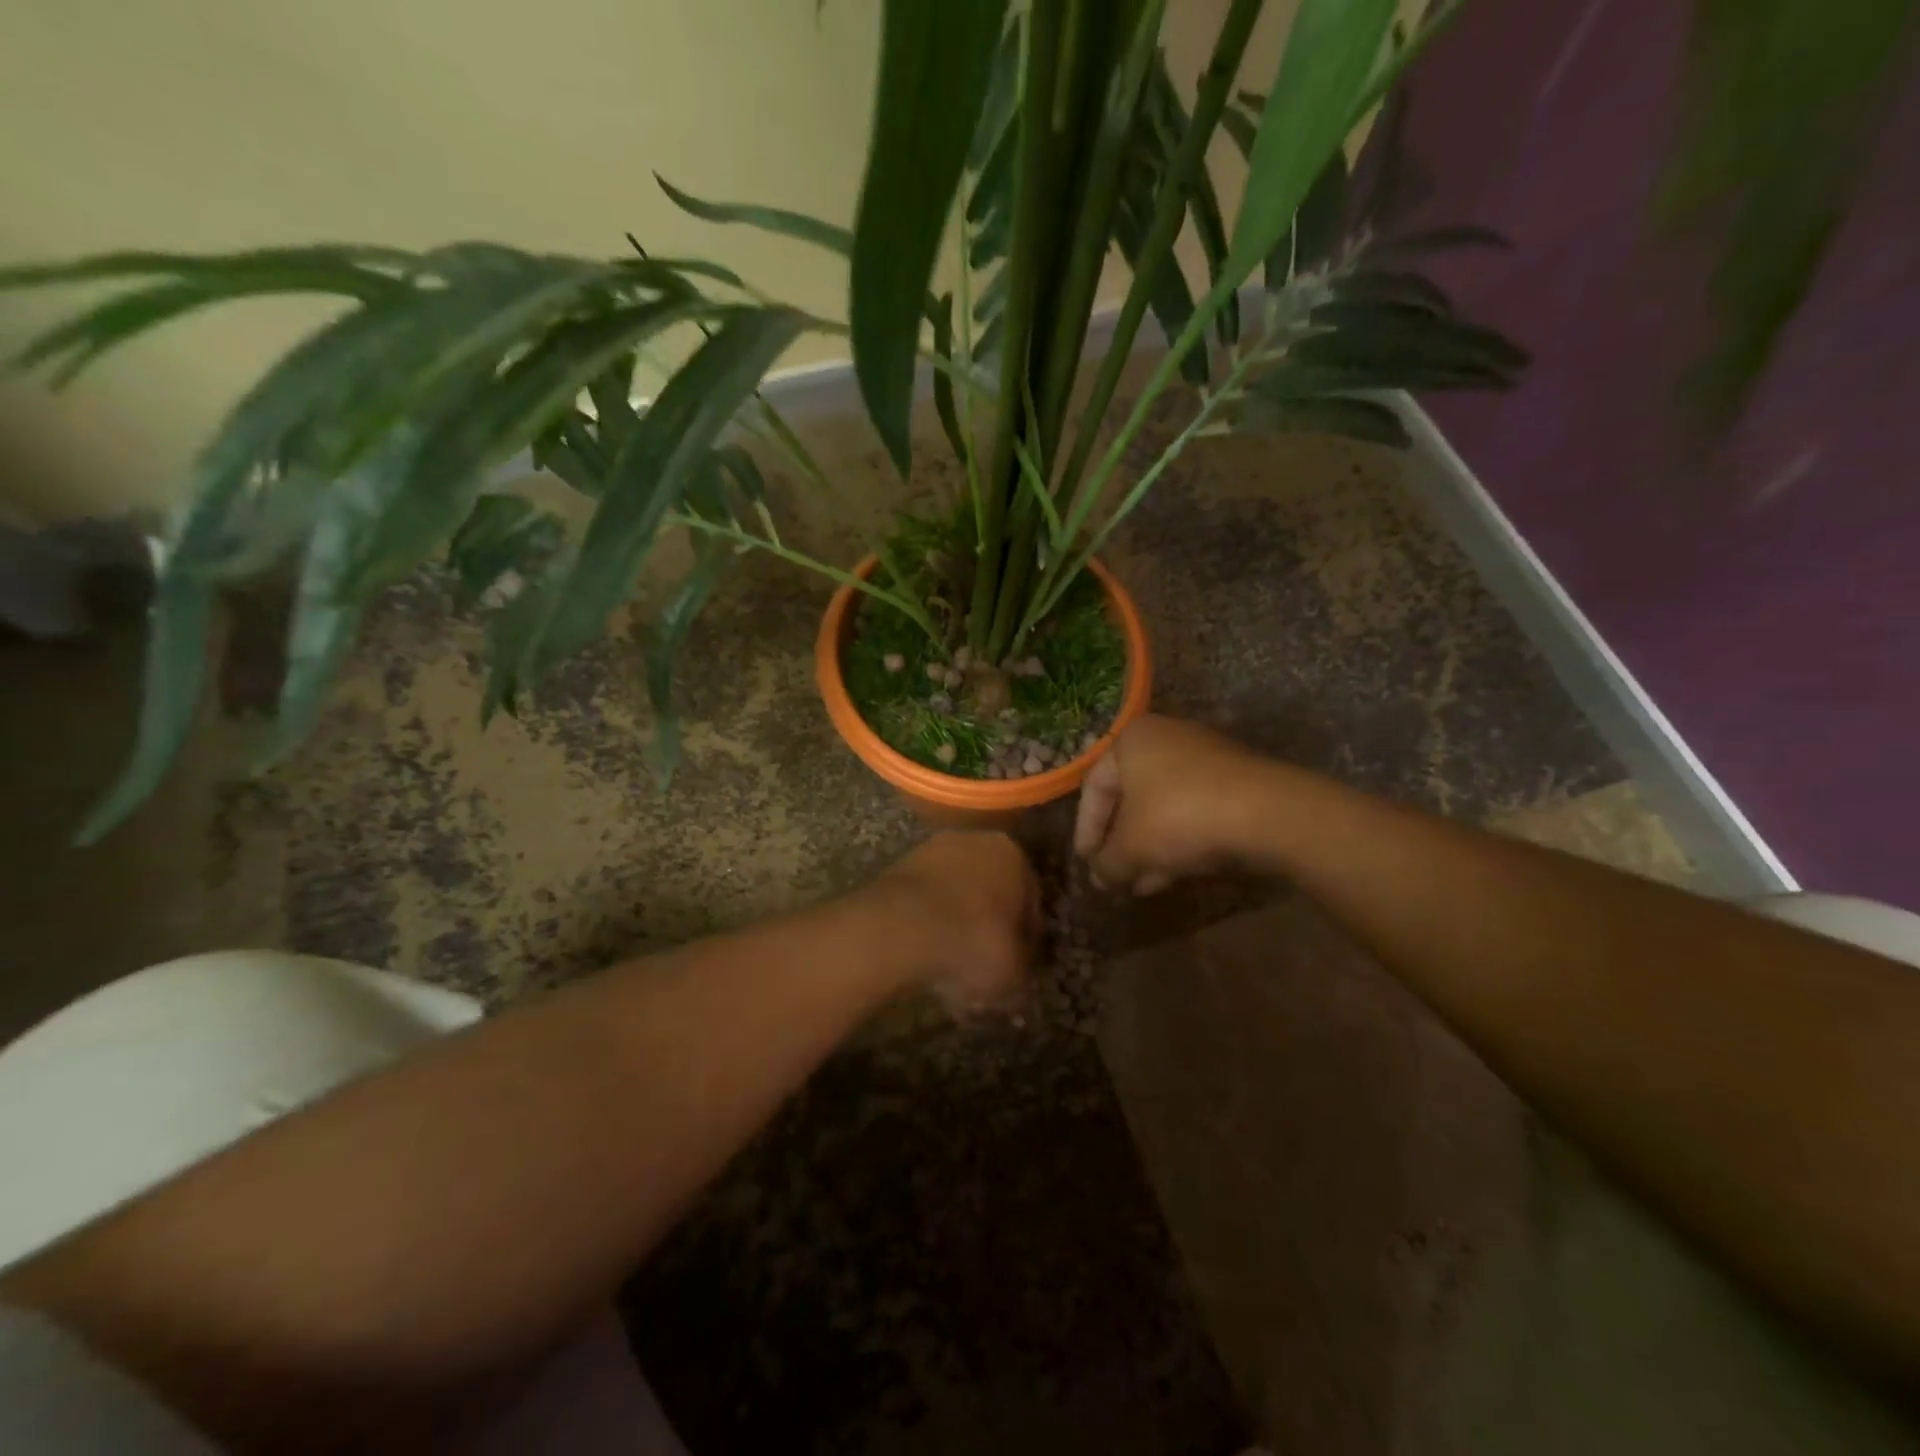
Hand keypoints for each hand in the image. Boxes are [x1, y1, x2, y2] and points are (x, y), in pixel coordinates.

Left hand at [871, 831, 1040, 1009]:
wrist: (900, 929)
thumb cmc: (973, 942)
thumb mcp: (1014, 971)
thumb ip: (1022, 967)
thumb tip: (1016, 971)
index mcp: (1013, 855)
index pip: (1030, 900)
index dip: (1026, 937)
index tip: (1018, 964)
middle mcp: (975, 841)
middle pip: (989, 890)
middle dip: (987, 924)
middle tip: (984, 964)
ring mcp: (931, 850)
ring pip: (954, 894)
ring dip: (955, 924)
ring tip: (950, 966)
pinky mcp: (898, 867)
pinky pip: (923, 901)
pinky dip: (926, 924)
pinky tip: (924, 955)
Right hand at [1074, 714, 1269, 893]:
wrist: (1270, 814)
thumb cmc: (1180, 817)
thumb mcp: (1131, 848)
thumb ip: (1106, 863)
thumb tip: (1100, 877)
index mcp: (1132, 740)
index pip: (1094, 788)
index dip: (1086, 830)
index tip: (1087, 864)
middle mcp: (1166, 739)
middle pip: (1130, 798)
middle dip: (1120, 843)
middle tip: (1113, 877)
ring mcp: (1204, 758)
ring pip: (1162, 808)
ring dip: (1148, 848)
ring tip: (1141, 885)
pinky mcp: (1234, 781)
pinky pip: (1192, 811)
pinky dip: (1177, 840)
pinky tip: (1172, 875)